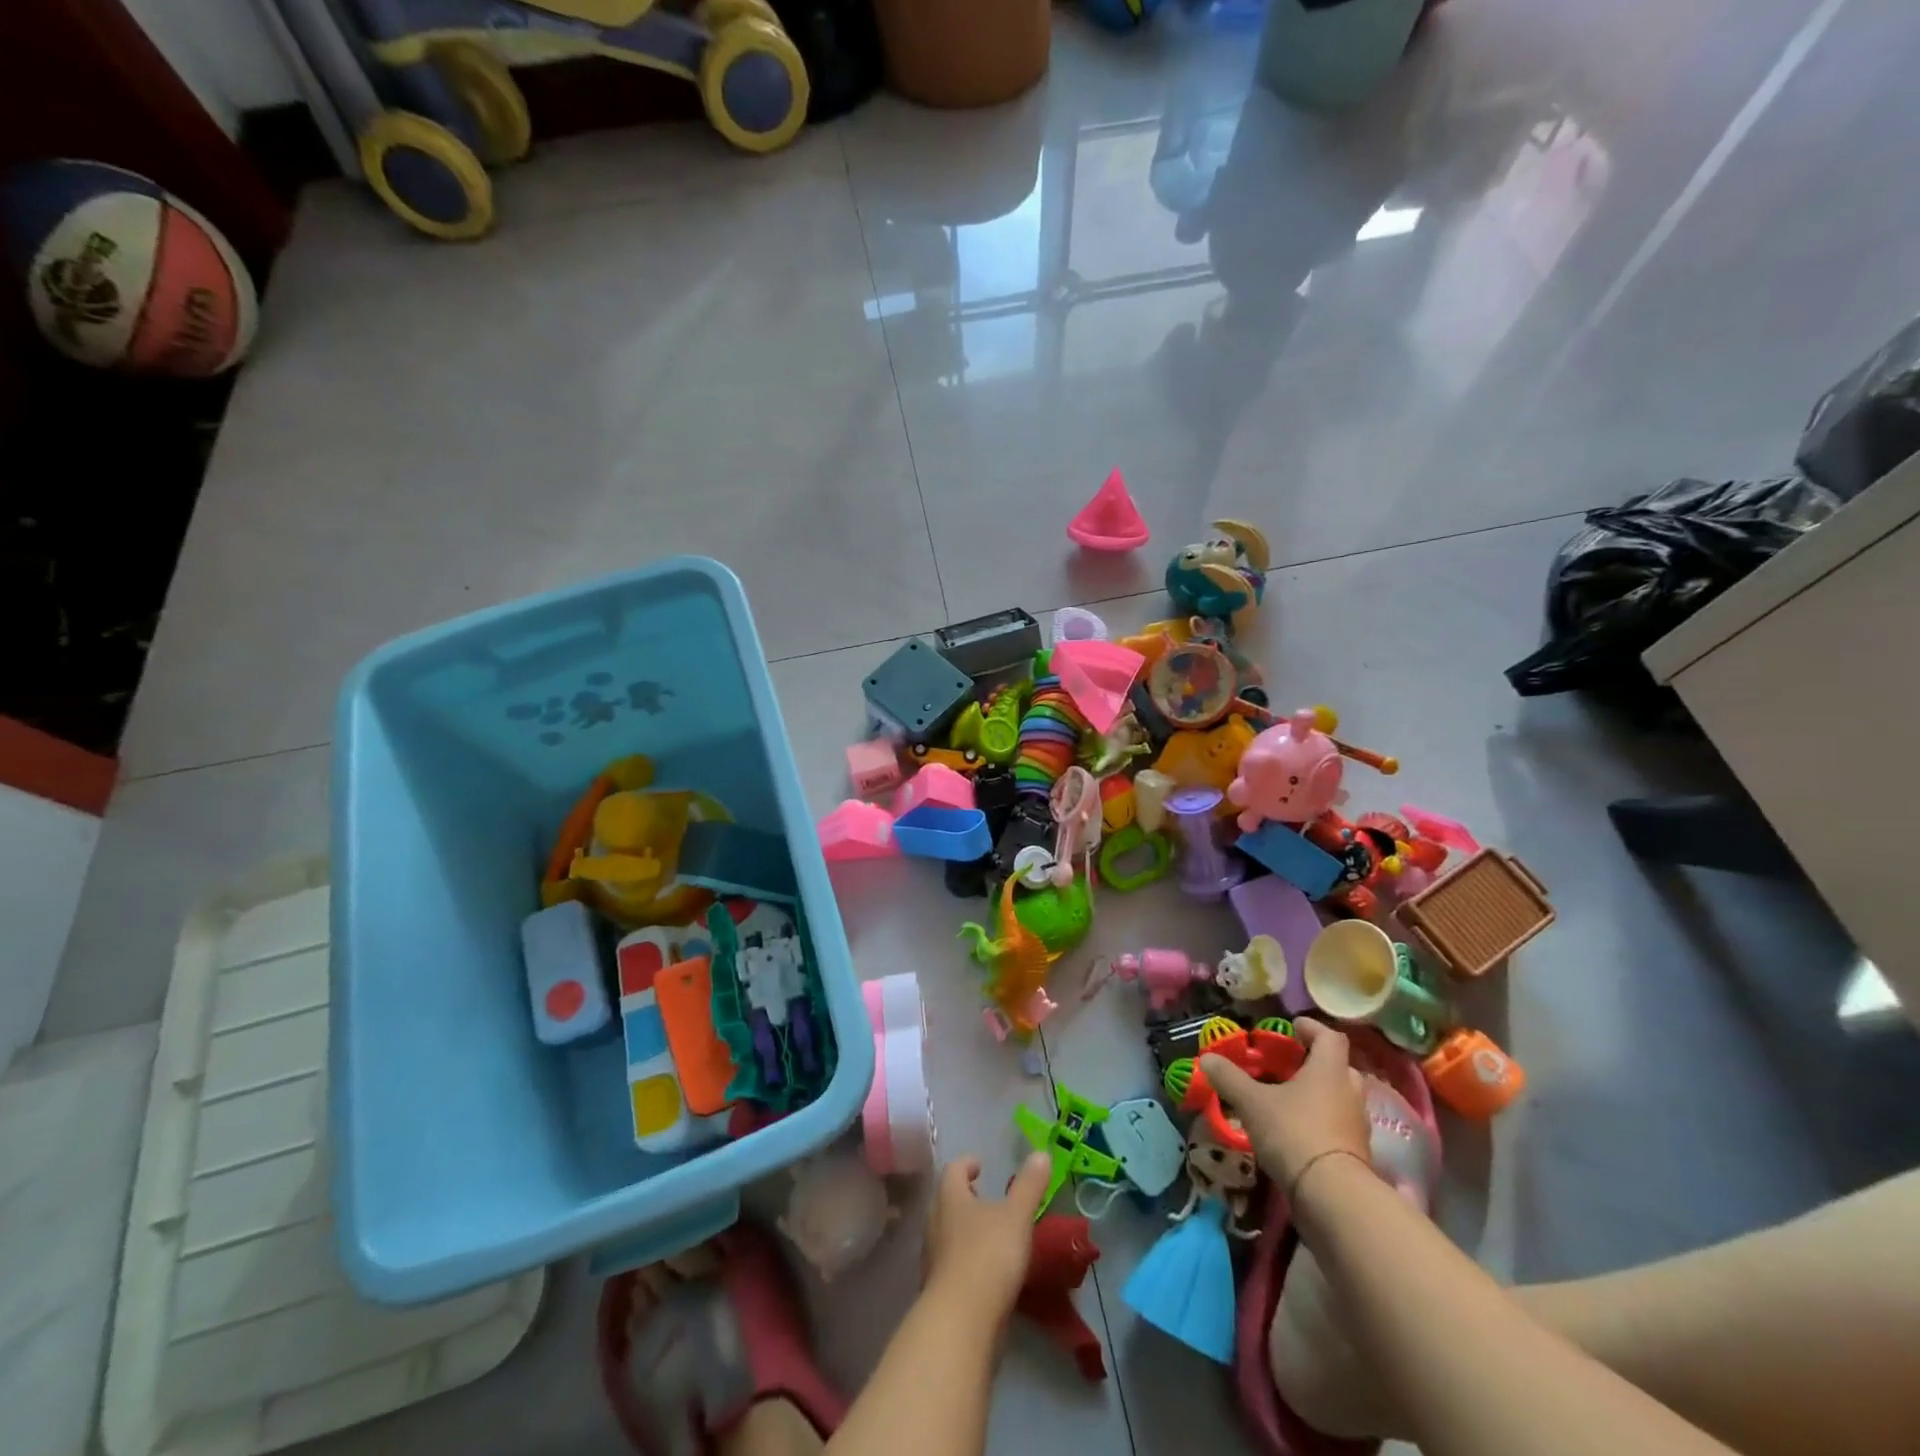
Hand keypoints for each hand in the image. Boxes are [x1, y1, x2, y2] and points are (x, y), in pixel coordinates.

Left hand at [923, 1152, 1051, 1323]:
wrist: (961, 1324)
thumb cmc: (988, 1256)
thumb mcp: (1016, 1216)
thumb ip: (1029, 1186)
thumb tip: (1041, 1153)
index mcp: (950, 1197)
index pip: (953, 1170)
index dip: (967, 1164)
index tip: (981, 1165)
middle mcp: (935, 1223)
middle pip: (947, 1201)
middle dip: (965, 1197)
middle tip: (986, 1197)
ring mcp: (933, 1259)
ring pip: (947, 1233)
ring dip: (965, 1230)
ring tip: (991, 1234)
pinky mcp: (939, 1291)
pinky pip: (951, 1265)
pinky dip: (967, 1261)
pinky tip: (987, 1273)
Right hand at [1201, 1018, 1371, 1191]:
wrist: (1333, 1197)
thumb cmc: (1294, 1132)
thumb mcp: (1252, 1102)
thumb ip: (1229, 1078)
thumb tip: (1207, 1058)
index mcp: (1329, 1070)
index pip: (1330, 1037)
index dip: (1312, 1028)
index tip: (1293, 1027)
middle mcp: (1350, 1092)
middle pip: (1339, 1067)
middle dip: (1317, 1063)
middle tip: (1292, 1065)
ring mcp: (1357, 1126)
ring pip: (1341, 1098)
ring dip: (1321, 1095)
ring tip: (1290, 1100)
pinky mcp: (1357, 1155)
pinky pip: (1340, 1127)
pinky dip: (1322, 1123)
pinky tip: (1298, 1132)